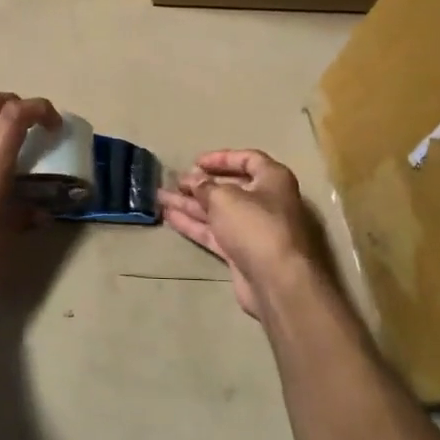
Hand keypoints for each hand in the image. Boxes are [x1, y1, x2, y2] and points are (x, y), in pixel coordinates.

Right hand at [158, 150, 322, 320]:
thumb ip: (205, 186)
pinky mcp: (242, 253)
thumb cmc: (256, 226)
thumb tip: (194, 180)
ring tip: (161, 197)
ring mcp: (254, 230)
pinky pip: (215, 233)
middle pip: (231, 187)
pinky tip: (170, 217)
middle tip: (175, 181)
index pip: (249, 159)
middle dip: (201, 184)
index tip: (195, 162)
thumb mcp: (225, 198)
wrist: (278, 281)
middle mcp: (267, 202)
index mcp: (273, 180)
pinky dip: (194, 225)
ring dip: (191, 204)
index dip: (222, 158)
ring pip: (218, 212)